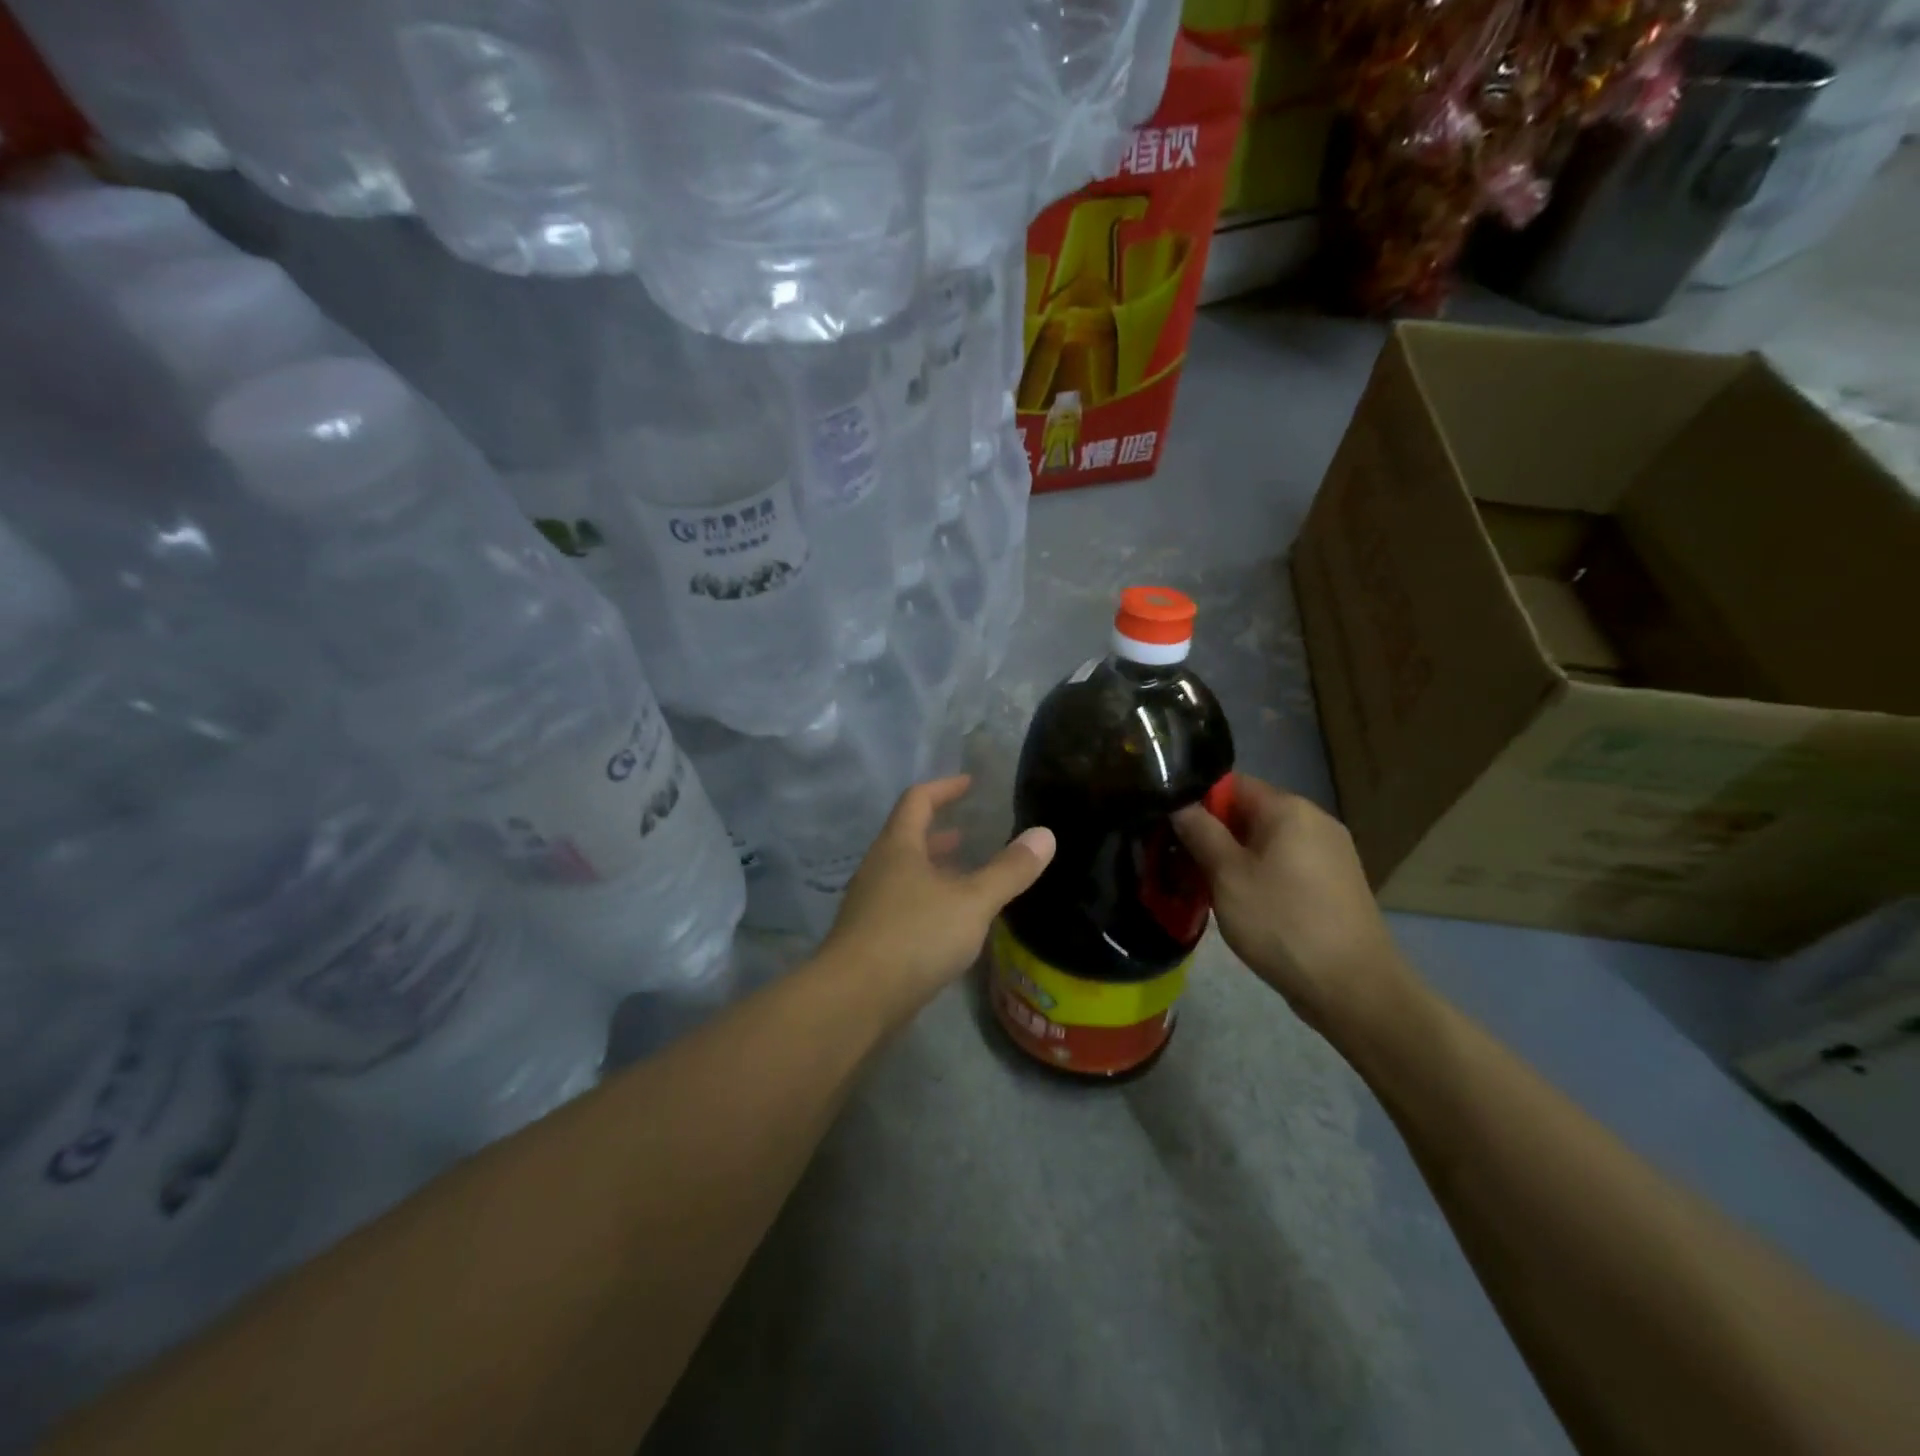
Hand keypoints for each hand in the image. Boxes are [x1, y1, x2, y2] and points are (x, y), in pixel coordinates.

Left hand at [824, 776, 1055, 1008]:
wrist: (854, 1000)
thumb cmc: (914, 937)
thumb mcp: (971, 901)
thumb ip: (1009, 870)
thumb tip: (1045, 834)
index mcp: (897, 847)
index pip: (918, 800)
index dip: (944, 788)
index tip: (969, 784)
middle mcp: (878, 868)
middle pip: (907, 837)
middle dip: (939, 833)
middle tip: (968, 833)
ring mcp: (870, 905)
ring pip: (905, 874)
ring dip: (934, 869)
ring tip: (966, 877)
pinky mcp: (870, 939)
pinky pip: (903, 905)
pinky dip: (928, 901)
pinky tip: (950, 924)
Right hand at [1173, 775, 1414, 1039]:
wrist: (1354, 989)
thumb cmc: (1283, 923)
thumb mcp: (1227, 876)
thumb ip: (1200, 832)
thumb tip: (1178, 804)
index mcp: (1290, 809)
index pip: (1232, 784)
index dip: (1196, 802)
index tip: (1169, 829)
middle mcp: (1315, 821)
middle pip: (1249, 813)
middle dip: (1212, 834)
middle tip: (1178, 863)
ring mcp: (1329, 854)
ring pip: (1265, 843)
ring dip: (1233, 859)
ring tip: (1204, 888)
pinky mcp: (1334, 885)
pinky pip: (1285, 865)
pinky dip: (1258, 876)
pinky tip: (1241, 904)